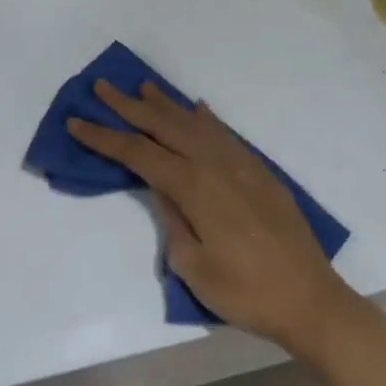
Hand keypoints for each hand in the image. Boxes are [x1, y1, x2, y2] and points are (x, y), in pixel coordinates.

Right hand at [67, 82, 361, 355]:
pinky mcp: (260, 172)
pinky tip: (198, 110)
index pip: (139, 154)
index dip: (105, 138)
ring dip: (167, 105)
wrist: (310, 298)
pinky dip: (207, 119)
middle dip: (130, 107)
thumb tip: (163, 190)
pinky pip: (225, 134)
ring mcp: (242, 164)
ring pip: (196, 124)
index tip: (76, 122)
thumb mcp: (194, 267)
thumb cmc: (246, 292)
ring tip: (143, 88)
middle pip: (165, 126)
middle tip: (102, 87)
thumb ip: (174, 222)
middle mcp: (216, 165)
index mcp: (195, 188)